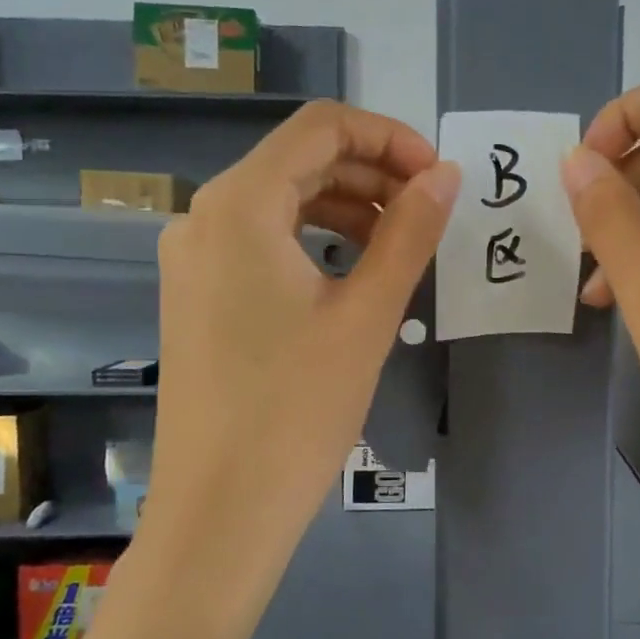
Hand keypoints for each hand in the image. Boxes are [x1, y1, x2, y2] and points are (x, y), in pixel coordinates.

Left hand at [147, 101, 459, 563]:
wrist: (220, 511)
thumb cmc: (297, 409)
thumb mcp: (368, 313)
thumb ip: (409, 232)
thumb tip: (445, 174)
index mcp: (239, 205)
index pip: (321, 127)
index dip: (389, 137)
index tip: (437, 176)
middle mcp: (205, 216)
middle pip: (299, 160)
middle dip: (372, 171)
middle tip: (430, 210)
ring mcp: (194, 257)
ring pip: (281, 200)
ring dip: (346, 205)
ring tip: (401, 240)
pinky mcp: (197, 293)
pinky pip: (262, 239)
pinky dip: (314, 237)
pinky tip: (353, 269)